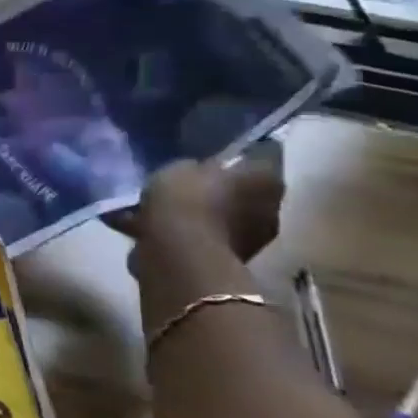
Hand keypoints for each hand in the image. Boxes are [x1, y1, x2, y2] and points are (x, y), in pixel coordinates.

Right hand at [106, 156, 283, 262]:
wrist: (178, 254)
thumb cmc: (186, 200)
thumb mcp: (179, 167)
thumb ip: (194, 167)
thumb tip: (198, 170)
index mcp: (266, 178)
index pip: (259, 156)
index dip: (235, 155)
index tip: (212, 156)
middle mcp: (270, 208)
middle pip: (241, 191)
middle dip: (216, 190)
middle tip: (183, 185)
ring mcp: (253, 238)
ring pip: (221, 218)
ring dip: (197, 214)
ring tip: (158, 210)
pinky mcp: (228, 261)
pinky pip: (202, 239)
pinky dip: (181, 235)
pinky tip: (147, 229)